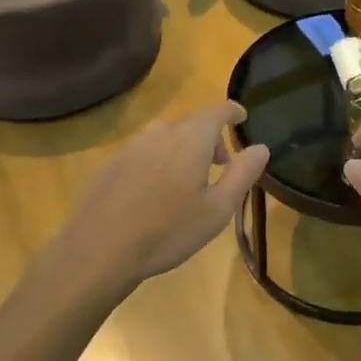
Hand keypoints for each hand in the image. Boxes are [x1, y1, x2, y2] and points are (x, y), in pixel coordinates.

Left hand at [44, 102, 269, 293]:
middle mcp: (162, 132)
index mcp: (191, 138)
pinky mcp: (113, 163)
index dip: (233, 113)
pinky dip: (162, 160)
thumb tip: (260, 147)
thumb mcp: (217, 209)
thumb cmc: (168, 231)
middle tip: (222, 164)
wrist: (100, 250)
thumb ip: (242, 174)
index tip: (242, 119)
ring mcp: (133, 145)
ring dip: (185, 149)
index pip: (218, 111)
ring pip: (168, 137)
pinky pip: (147, 151)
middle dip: (211, 137)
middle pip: (193, 123)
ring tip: (191, 180)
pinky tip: (158, 193)